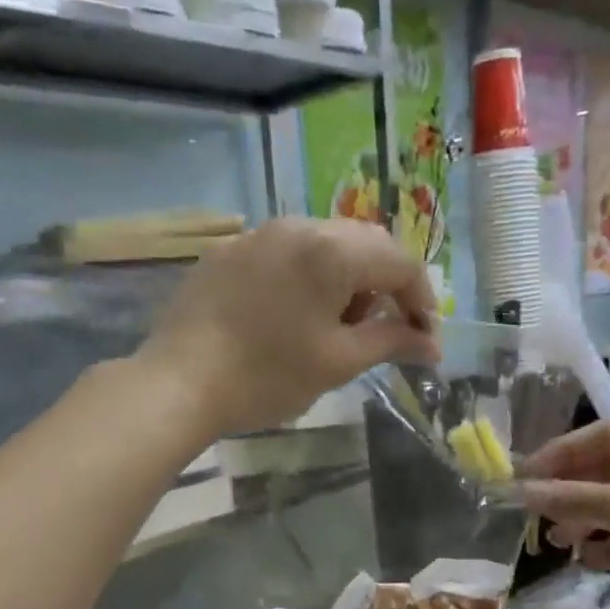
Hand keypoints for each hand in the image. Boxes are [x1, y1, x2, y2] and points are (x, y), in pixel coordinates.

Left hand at [142, 218, 440, 434]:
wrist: (178, 382)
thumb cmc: (266, 376)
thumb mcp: (338, 363)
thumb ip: (391, 342)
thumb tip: (431, 344)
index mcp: (332, 251)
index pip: (400, 263)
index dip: (422, 301)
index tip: (423, 340)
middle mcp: (298, 226)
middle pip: (365, 243)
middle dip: (386, 284)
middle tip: (384, 331)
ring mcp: (258, 234)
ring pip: (325, 243)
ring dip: (347, 278)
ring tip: (337, 325)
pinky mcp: (229, 250)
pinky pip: (286, 252)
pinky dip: (308, 276)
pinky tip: (294, 314)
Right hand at [519, 419, 609, 608]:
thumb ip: (571, 497)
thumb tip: (523, 491)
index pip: (603, 434)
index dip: (560, 453)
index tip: (524, 477)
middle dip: (571, 490)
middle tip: (537, 512)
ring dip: (585, 518)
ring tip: (559, 541)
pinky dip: (609, 543)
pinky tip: (589, 561)